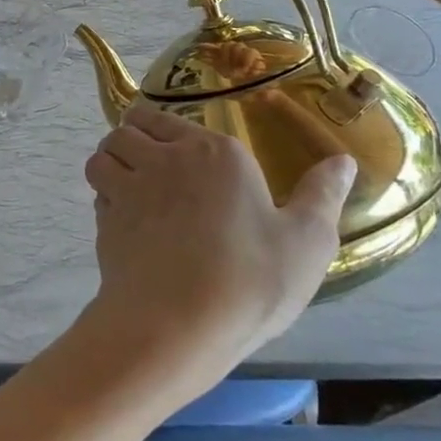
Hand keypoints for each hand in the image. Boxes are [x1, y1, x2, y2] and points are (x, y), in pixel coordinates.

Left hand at [82, 103, 355, 393]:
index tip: (179, 153)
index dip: (165, 130)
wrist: (179, 324)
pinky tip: (125, 221)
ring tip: (131, 187)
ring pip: (104, 153)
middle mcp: (166, 157)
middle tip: (151, 167)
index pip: (166, 116)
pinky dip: (104, 196)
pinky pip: (97, 191)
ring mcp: (130, 186)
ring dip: (112, 162)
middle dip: (133, 139)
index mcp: (215, 152)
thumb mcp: (308, 241)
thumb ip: (323, 195)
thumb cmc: (250, 280)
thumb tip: (344, 160)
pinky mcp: (105, 219)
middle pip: (128, 127)